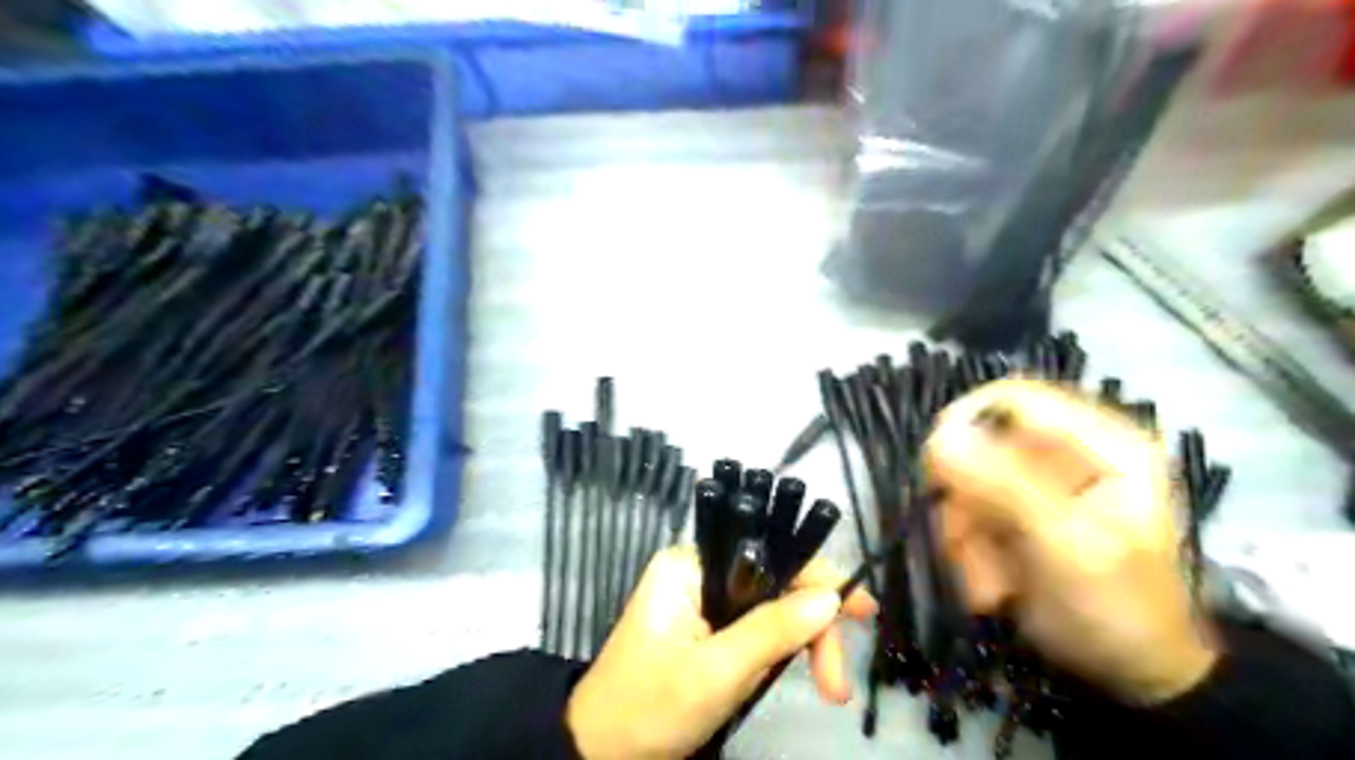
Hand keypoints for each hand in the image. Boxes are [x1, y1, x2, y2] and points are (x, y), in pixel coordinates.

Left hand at [565, 545, 873, 759]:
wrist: (600, 754)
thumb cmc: (650, 708)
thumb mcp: (716, 672)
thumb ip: (772, 631)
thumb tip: (831, 596)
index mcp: (689, 565)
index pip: (767, 556)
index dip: (818, 581)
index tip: (863, 613)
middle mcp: (696, 571)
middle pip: (774, 583)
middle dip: (812, 629)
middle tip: (837, 685)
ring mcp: (701, 600)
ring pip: (770, 609)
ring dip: (801, 646)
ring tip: (826, 690)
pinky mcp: (705, 628)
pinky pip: (755, 629)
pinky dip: (779, 653)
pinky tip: (793, 675)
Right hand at [922, 382, 1216, 701]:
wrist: (1132, 674)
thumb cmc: (1116, 609)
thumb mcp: (1067, 546)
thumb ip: (1005, 486)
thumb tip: (937, 436)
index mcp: (1101, 442)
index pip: (1011, 398)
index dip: (963, 424)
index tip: (935, 470)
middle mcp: (1066, 453)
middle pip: (978, 446)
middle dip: (966, 501)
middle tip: (973, 548)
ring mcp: (1038, 484)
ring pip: (964, 484)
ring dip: (965, 535)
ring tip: (991, 582)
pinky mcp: (1017, 512)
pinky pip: (966, 513)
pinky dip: (968, 549)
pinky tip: (994, 584)